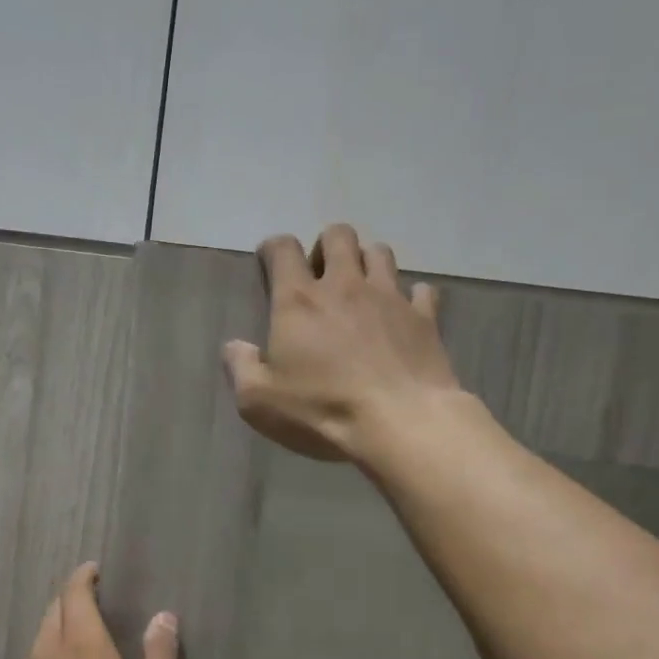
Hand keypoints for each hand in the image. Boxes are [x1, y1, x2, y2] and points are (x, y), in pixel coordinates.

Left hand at [2, 563, 178, 658]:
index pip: (75, 594)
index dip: (83, 577)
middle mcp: (48, 652)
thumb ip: (159, 655)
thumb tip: (164, 616)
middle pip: (54, 611)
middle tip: (90, 601)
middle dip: (70, 600)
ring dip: (57, 629)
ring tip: (77, 639)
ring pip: (39, 639)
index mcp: (82, 643)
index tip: (93, 570)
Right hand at [222, 225, 459, 462]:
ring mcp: (390, 297)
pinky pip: (421, 290)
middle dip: (326, 246)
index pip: (283, 249)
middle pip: (338, 236)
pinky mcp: (424, 318)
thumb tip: (234, 346)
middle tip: (320, 276)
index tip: (269, 261)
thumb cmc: (322, 410)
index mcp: (299, 301)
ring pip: (380, 252)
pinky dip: (411, 296)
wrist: (400, 423)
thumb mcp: (259, 401)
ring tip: (360, 287)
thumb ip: (240, 368)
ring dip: (366, 261)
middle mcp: (345, 285)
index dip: (273, 249)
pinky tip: (403, 313)